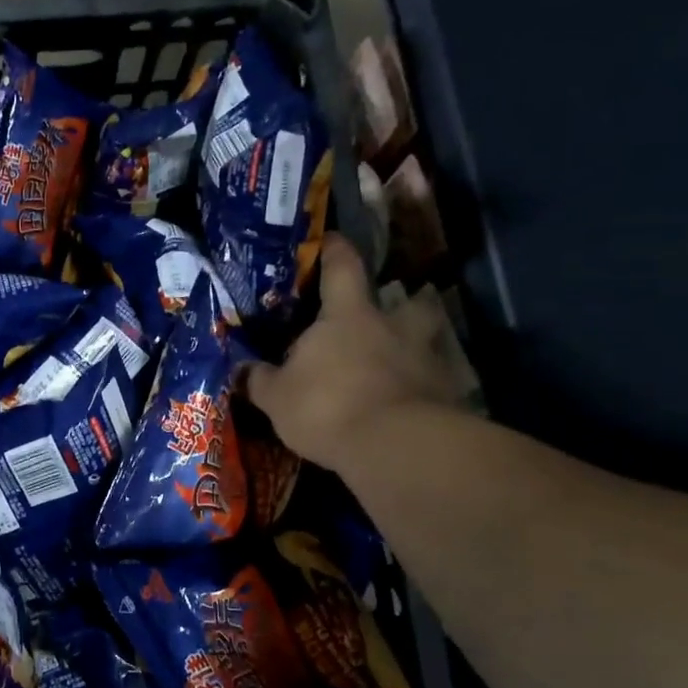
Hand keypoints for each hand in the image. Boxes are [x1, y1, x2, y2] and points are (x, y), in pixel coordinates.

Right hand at [241, 234, 475, 473]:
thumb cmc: (326, 406)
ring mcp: (425, 361)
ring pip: (426, 344)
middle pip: (410, 303)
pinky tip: (403, 409)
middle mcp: (393, 328)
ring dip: (414, 352)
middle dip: (403, 306)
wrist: (392, 447)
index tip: (331, 240)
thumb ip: (260, 380)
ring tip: (395, 369)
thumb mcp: (277, 397)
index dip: (336, 251)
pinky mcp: (445, 397)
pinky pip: (432, 386)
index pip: (343, 268)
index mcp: (348, 316)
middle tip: (385, 321)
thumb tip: (242, 370)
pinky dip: (420, 393)